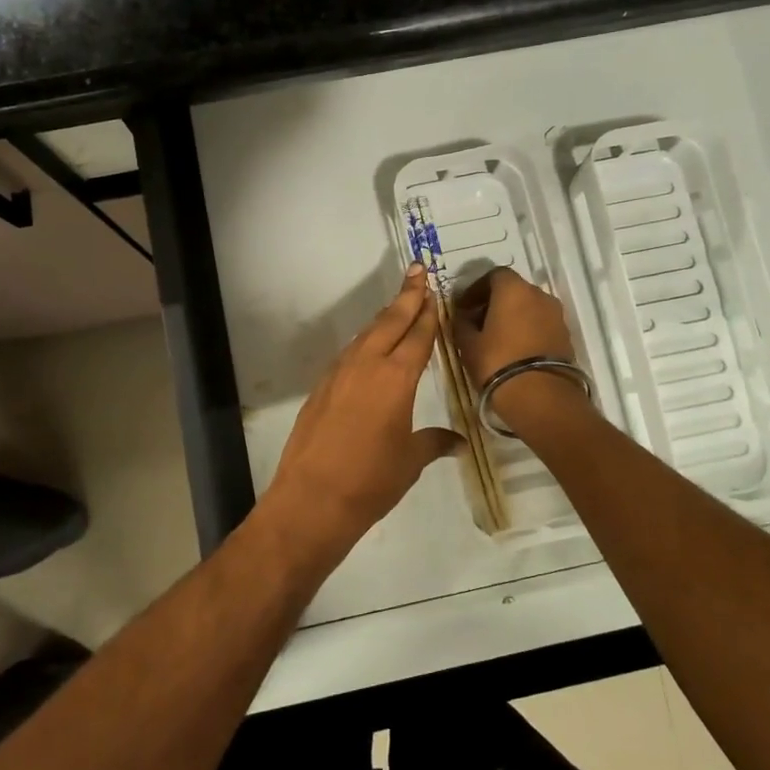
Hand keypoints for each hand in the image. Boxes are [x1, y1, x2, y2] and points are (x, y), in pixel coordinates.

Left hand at [262, 264, 461, 551]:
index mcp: (396, 378)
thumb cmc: (371, 480)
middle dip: (406, 296)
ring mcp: (339, 373)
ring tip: (399, 304)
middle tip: (417, 271)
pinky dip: (364, 341)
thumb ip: (434, 442)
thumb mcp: (410, 461)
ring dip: (384, 317)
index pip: (417, 336)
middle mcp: (367, 365)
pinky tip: (369, 346)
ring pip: (366, 334)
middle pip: (390, 322)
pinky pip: (349, 353)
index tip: (433, 290)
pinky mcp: (321, 387)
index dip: (427, 312)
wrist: (312, 498)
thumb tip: (457, 442)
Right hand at [452, 267, 590, 431]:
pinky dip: (527, 329)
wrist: (541, 397)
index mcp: (513, 289)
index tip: (464, 307)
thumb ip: (462, 323)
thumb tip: (463, 316)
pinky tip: (514, 349)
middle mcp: (539, 294)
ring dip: (513, 316)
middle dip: (495, 302)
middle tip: (478, 322)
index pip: (493, 275)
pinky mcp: (566, 336)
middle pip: (514, 290)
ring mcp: (556, 315)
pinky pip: (541, 324)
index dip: (476, 289)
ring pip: (529, 307)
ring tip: (496, 338)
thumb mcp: (468, 344)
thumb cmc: (497, 362)